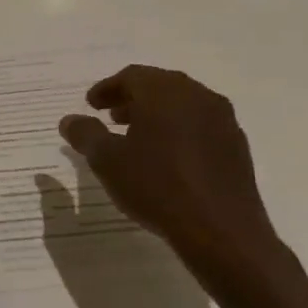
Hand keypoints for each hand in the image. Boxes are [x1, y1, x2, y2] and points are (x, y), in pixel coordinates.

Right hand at [59, 66, 290, 299]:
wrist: (222, 231)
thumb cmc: (157, 186)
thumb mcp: (107, 160)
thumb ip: (85, 134)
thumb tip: (70, 120)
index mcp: (165, 92)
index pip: (131, 76)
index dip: (107, 88)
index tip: (91, 105)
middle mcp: (198, 97)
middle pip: (159, 86)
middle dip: (132, 99)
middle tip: (110, 117)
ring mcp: (223, 121)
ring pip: (183, 105)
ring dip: (157, 115)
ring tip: (136, 138)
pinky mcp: (237, 147)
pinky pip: (201, 126)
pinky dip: (179, 131)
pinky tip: (167, 158)